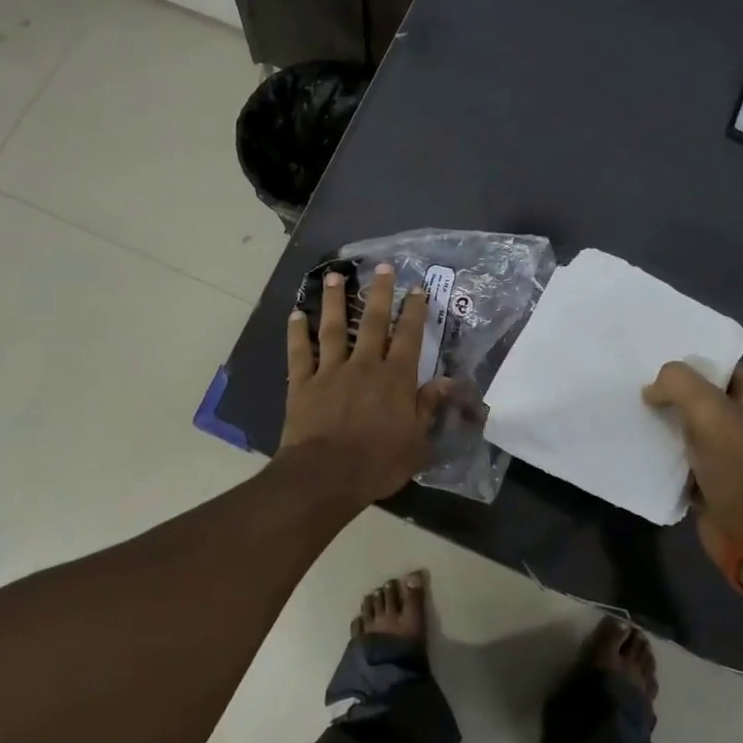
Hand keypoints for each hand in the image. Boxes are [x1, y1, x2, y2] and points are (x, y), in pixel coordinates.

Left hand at [280, 264, 450, 504]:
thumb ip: (428, 407)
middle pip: (374, 322)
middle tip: (382, 267)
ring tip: (334, 276)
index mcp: (395, 378)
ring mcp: (330, 371)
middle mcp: (364, 365)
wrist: (326, 475)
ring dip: (335, 301)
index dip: (414, 311)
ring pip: (334, 328)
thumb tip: (447, 380)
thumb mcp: (416, 441)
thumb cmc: (378, 462)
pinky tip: (296, 314)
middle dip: (380, 292)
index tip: (416, 288)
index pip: (408, 336)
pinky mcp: (303, 383)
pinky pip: (299, 352)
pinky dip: (297, 332)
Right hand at [642, 362, 742, 575]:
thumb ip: (676, 382)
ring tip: (633, 414)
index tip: (654, 363)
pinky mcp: (717, 479)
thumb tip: (653, 390)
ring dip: (665, 423)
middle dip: (672, 394)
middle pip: (703, 396)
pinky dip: (666, 452)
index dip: (689, 363)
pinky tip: (641, 445)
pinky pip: (685, 456)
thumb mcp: (707, 409)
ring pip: (691, 426)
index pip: (721, 366)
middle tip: (637, 388)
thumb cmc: (739, 463)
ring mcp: (735, 452)